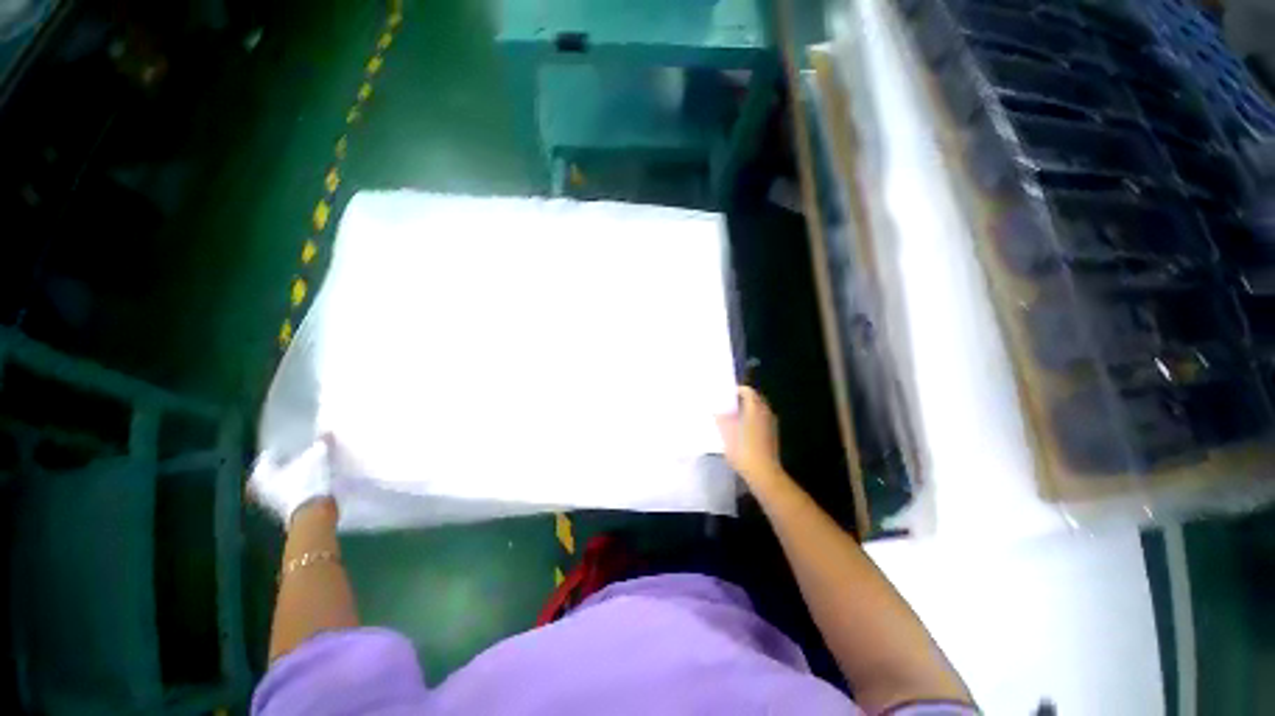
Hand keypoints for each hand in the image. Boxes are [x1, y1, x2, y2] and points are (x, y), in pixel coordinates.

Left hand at [250, 436, 334, 527]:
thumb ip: (321, 444)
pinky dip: (298, 487)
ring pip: (281, 484)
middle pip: (272, 472)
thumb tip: (326, 433)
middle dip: (284, 465)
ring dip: (291, 477)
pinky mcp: (286, 511)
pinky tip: (312, 482)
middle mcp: (261, 488)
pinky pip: (291, 494)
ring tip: (307, 469)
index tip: (289, 445)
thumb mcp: (317, 456)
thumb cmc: (308, 481)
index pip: (267, 456)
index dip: (278, 449)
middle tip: (297, 456)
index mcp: (262, 473)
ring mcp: (272, 503)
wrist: (314, 512)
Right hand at [716, 386, 789, 492]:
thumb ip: (721, 419)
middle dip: (742, 400)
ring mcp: (771, 424)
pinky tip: (743, 430)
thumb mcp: (726, 433)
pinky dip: (753, 420)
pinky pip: (762, 420)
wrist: (763, 472)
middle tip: (728, 406)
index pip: (747, 391)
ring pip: (759, 410)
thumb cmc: (743, 450)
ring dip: (748, 410)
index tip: (725, 396)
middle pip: (755, 399)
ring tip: (734, 418)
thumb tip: (717, 411)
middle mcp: (766, 412)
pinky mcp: (773, 435)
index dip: (736, 391)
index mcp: (755, 408)